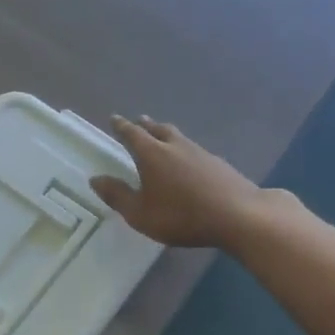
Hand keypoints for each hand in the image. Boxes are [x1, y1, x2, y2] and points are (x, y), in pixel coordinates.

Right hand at [90, 115, 264, 248]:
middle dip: (146, 125)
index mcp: (151, 154)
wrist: (238, 215)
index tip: (114, 119)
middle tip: (139, 120)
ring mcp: (200, 153)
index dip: (121, 126)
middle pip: (158, 129)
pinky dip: (185, 150)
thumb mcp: (140, 213)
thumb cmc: (181, 215)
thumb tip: (95, 179)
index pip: (132, 134)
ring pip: (179, 137)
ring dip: (167, 133)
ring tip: (162, 134)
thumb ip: (117, 196)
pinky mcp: (219, 164)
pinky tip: (189, 160)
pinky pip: (195, 150)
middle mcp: (175, 146)